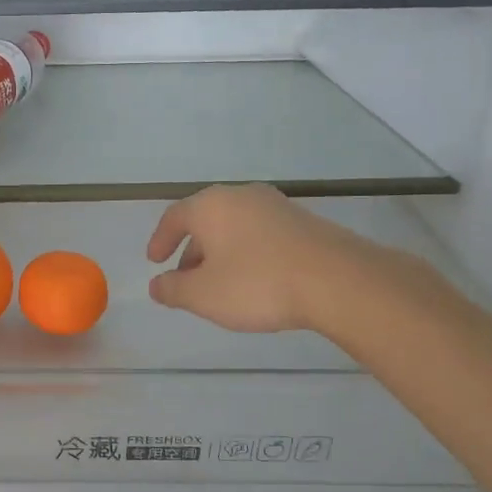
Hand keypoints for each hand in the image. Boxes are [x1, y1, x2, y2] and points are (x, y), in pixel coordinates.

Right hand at [146, 184, 392, 336]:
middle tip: (185, 278)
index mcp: (211, 206)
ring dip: (220, 253)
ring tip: (220, 284)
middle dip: (192, 250)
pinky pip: (261, 234)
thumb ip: (173, 290)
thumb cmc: (257, 283)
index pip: (174, 217)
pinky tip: (255, 280)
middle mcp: (241, 196)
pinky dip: (247, 253)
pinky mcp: (303, 221)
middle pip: (206, 220)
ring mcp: (276, 206)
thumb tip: (157, 285)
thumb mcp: (203, 295)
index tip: (154, 261)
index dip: (160, 240)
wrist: (337, 280)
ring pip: (235, 227)